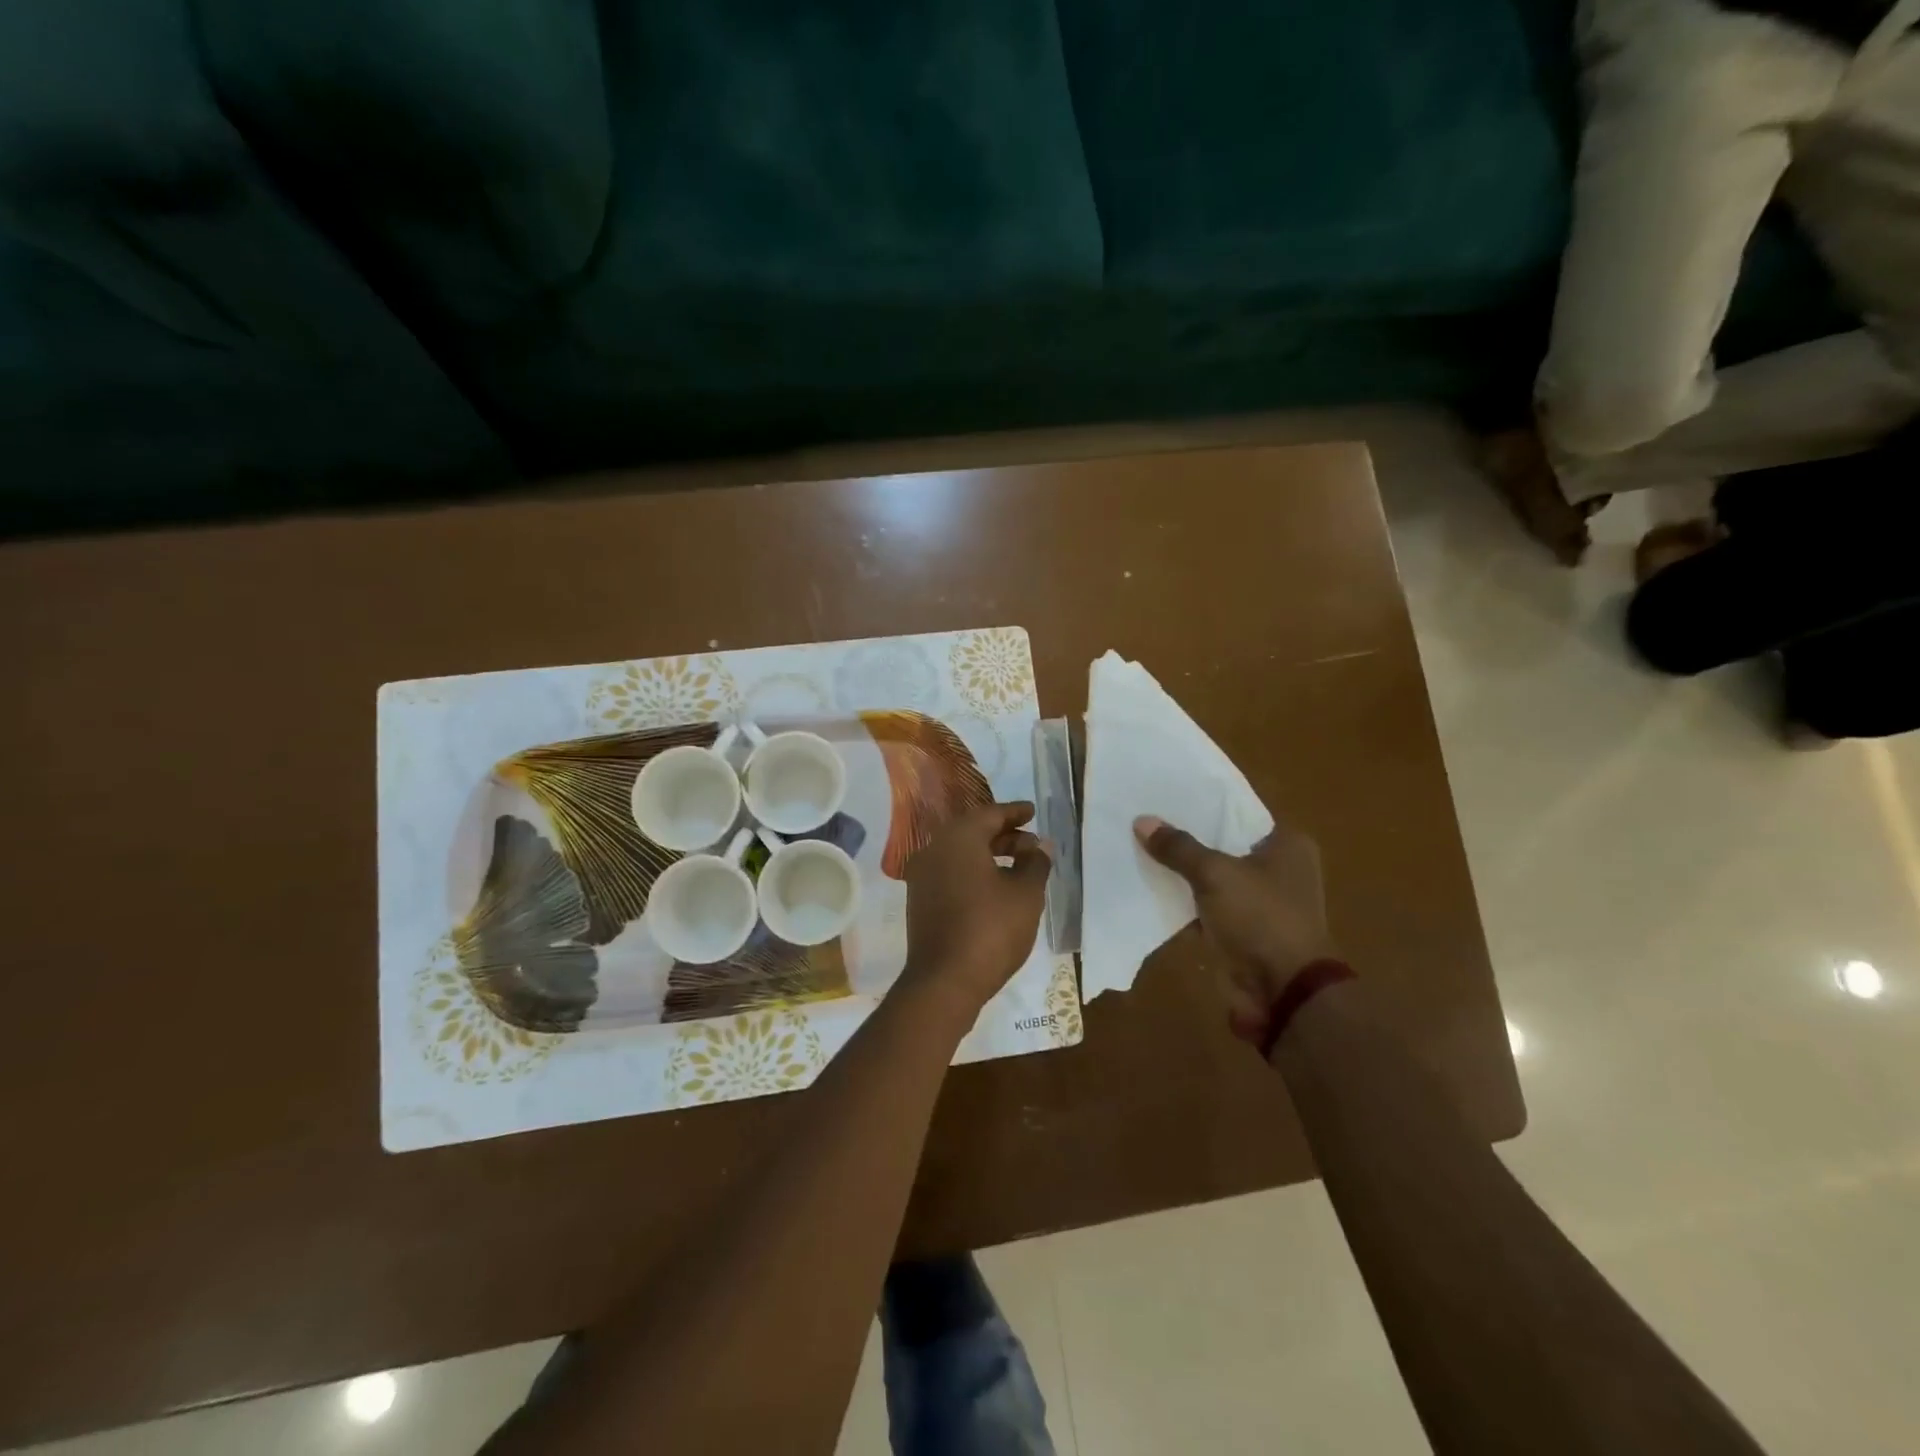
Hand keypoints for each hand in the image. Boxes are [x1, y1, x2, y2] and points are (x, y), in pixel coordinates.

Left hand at [900, 801, 1050, 1020]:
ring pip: (959, 852)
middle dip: (1003, 835)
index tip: (1033, 811)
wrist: (944, 981)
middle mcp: (934, 849)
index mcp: (958, 838)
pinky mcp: (919, 900)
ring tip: (1019, 866)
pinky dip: (973, 871)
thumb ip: (1035, 863)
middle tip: (1031, 843)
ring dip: (989, 854)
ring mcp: (922, 875)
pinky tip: (994, 887)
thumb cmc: (991, 929)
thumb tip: (1041, 846)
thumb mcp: (1025, 894)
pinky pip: (950, 872)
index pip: (989, 814)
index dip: (1014, 813)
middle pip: (972, 831)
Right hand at [1134, 814, 1336, 1039]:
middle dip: (1187, 839)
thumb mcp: (1215, 874)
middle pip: (1222, 845)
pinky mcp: (1242, 930)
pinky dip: (1184, 901)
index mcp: (1287, 845)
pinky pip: (1206, 906)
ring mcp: (1260, 902)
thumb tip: (1142, 820)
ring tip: (1139, 848)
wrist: (1282, 992)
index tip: (1166, 797)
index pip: (1238, 813)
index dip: (1203, 805)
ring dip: (1183, 872)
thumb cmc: (1260, 919)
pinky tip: (1150, 887)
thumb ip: (1179, 847)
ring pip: (1212, 877)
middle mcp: (1279, 869)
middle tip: (1145, 820)